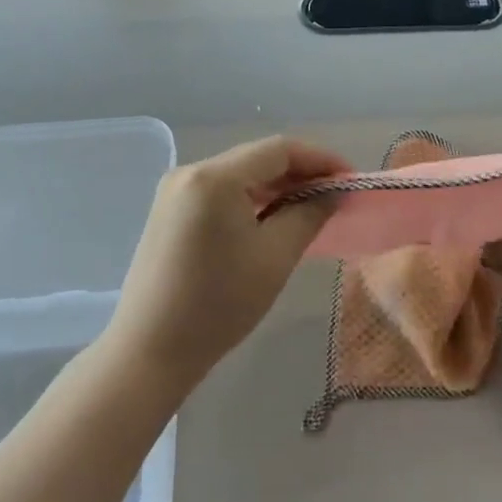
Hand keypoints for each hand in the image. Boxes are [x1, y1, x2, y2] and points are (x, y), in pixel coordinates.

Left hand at [106, 136, 351, 387]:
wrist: (150, 351)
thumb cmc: (219, 304)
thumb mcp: (275, 256)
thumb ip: (310, 213)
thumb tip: (334, 192)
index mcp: (214, 177)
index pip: (279, 150)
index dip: (321, 159)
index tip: (350, 180)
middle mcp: (190, 172)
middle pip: (258, 158)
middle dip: (300, 173)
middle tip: (335, 196)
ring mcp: (175, 191)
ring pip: (240, 174)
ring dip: (277, 186)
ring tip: (311, 207)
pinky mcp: (170, 211)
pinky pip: (221, 191)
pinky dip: (251, 198)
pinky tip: (273, 218)